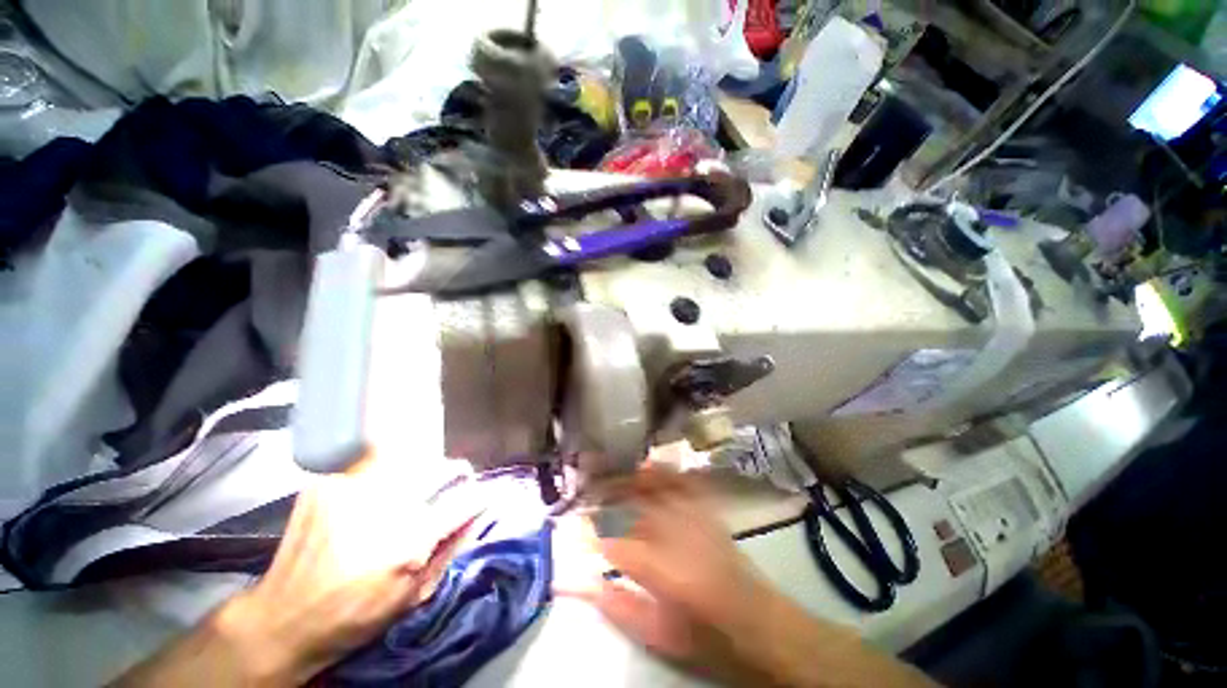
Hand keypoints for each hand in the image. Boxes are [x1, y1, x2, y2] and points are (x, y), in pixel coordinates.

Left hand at [211, 457, 483, 684]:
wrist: (282, 617)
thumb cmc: (354, 616)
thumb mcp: (414, 596)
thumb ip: (451, 548)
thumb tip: (477, 512)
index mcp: (409, 541)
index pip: (465, 500)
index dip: (480, 495)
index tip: (483, 495)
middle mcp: (384, 507)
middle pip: (439, 469)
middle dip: (455, 473)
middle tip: (455, 479)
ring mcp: (351, 488)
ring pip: (408, 460)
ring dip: (418, 472)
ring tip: (412, 487)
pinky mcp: (327, 483)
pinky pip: (371, 464)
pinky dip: (383, 473)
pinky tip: (373, 493)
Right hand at [558, 466, 779, 682]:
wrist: (759, 623)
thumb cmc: (706, 636)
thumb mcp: (659, 634)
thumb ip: (618, 608)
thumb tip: (583, 586)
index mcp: (660, 569)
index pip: (614, 541)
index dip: (593, 532)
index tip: (579, 527)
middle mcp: (676, 534)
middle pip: (634, 503)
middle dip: (608, 491)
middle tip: (590, 489)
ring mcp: (695, 518)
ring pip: (657, 487)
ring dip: (632, 477)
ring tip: (613, 470)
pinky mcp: (708, 512)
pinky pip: (684, 483)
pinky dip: (666, 471)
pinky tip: (652, 463)